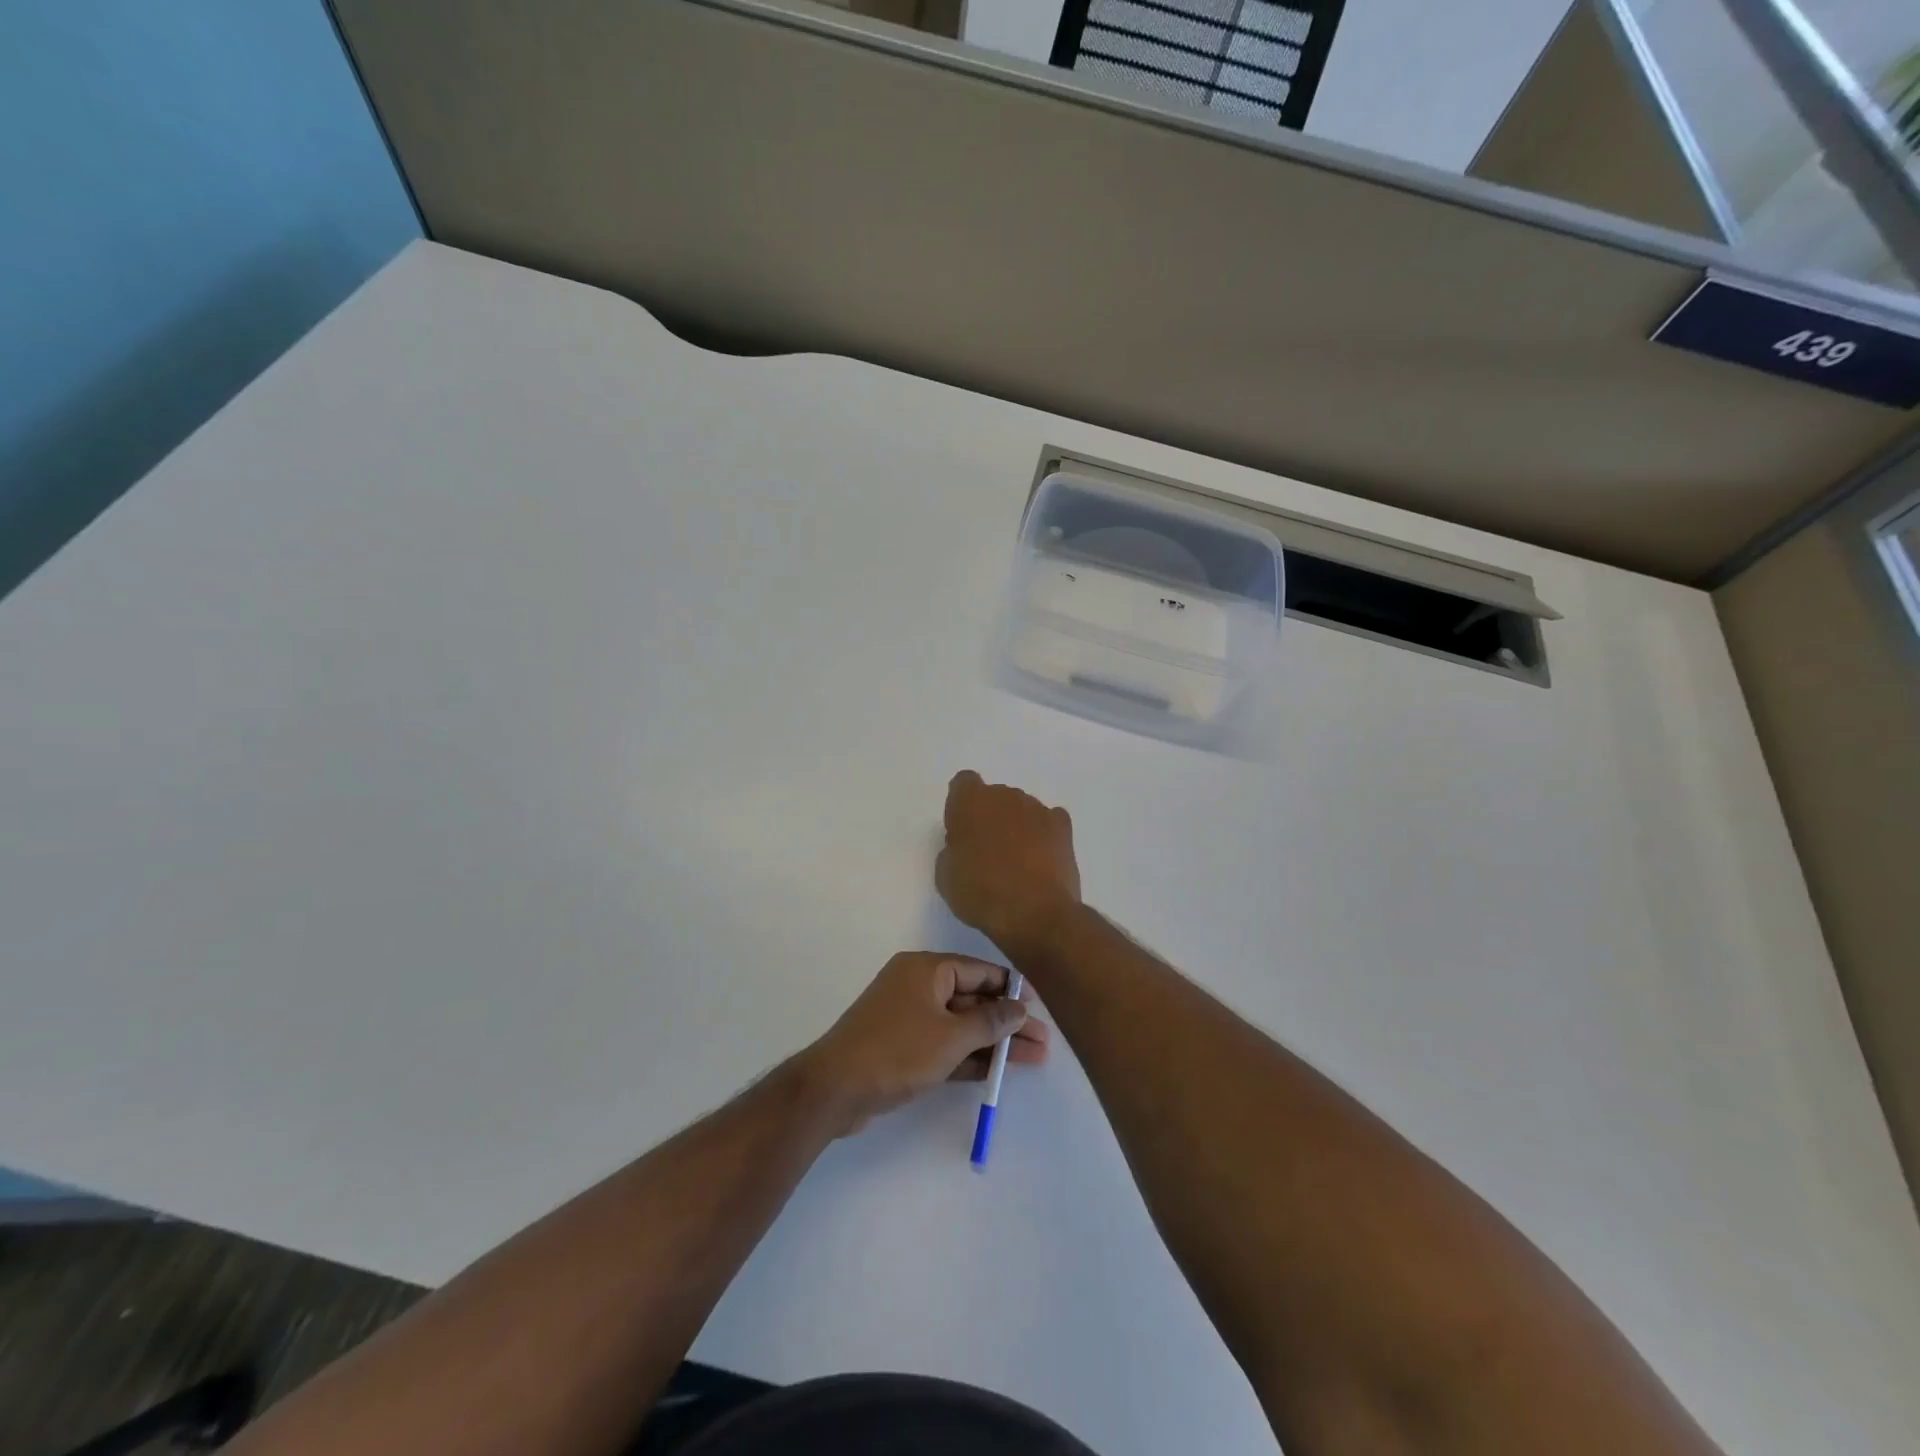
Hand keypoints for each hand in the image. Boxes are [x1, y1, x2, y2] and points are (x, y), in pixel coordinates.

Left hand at [799, 952, 1048, 1135]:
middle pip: (972, 999)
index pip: (978, 970)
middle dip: (1007, 1021)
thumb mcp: (951, 1036)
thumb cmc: (898, 1050)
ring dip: (993, 1042)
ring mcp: (910, 1018)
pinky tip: (998, 1071)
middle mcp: (918, 986)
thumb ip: (990, 1021)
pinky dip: (969, 1056)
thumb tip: (1019, 1009)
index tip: (1038, 1005)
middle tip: (1043, 1041)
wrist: (837, 1088)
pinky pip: (945, 1045)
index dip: (1010, 987)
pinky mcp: (904, 1047)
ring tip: (1033, 1058)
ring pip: (961, 1026)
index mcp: (926, 969)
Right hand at [937, 771, 1081, 960]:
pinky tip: (1041, 858)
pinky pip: (1049, 820)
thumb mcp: (946, 876)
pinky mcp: (1062, 826)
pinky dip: (1044, 833)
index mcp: (971, 802)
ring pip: (1022, 809)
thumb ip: (953, 850)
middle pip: (995, 797)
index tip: (962, 830)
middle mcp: (1005, 795)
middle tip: (988, 852)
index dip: (962, 805)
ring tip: (1018, 861)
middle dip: (991, 817)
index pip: (964, 782)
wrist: (1033, 912)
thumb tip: (965, 847)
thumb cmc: (980, 893)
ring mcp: (1037, 808)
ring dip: (1018, 825)